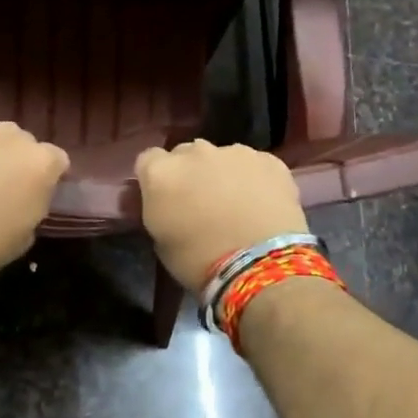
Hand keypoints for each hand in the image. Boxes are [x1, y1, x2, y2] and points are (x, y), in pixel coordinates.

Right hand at [135, 140, 308, 295]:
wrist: (261, 265)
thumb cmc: (199, 261)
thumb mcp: (160, 240)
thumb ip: (159, 209)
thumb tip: (168, 203)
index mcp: (160, 172)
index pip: (148, 160)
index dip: (156, 179)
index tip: (164, 199)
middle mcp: (194, 152)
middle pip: (185, 154)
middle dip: (190, 173)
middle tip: (200, 202)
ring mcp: (235, 152)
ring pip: (222, 157)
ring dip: (223, 174)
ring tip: (236, 204)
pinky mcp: (269, 160)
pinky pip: (255, 165)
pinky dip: (255, 179)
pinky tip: (262, 204)